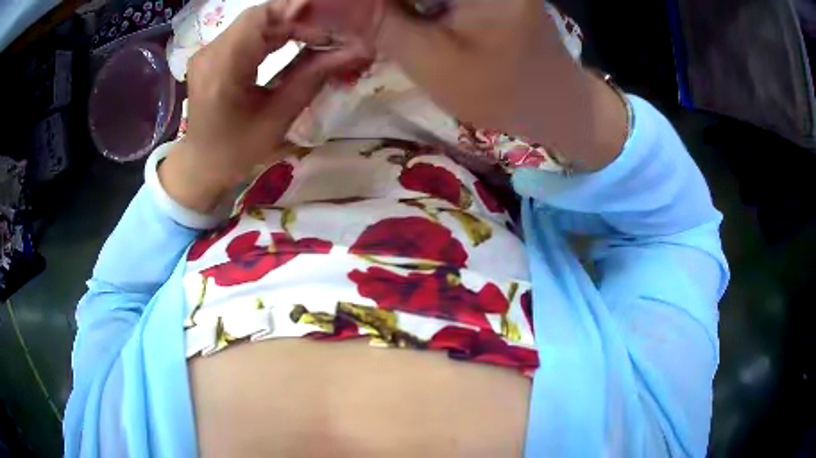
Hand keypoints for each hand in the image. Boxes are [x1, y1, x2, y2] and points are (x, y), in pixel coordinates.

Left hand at [159, 2, 362, 212]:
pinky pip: (247, 33)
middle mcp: (210, 52)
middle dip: (298, 20)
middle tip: (330, 34)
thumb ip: (313, 76)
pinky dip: (273, 35)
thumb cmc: (237, 150)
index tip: (330, 24)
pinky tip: (293, 42)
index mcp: (222, 69)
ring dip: (288, 27)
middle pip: (259, 17)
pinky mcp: (212, 55)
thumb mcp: (278, 117)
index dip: (297, 12)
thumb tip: (356, 51)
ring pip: (255, 23)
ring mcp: (209, 52)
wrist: (201, 164)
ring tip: (318, 38)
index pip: (260, 18)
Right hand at [289, 0, 627, 170]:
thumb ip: (369, 21)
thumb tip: (302, 4)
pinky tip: (380, 17)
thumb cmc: (503, 90)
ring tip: (344, 21)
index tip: (301, 11)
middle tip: (316, 15)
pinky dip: (394, 4)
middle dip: (360, 4)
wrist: (554, 100)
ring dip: (374, 6)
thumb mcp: (430, 57)